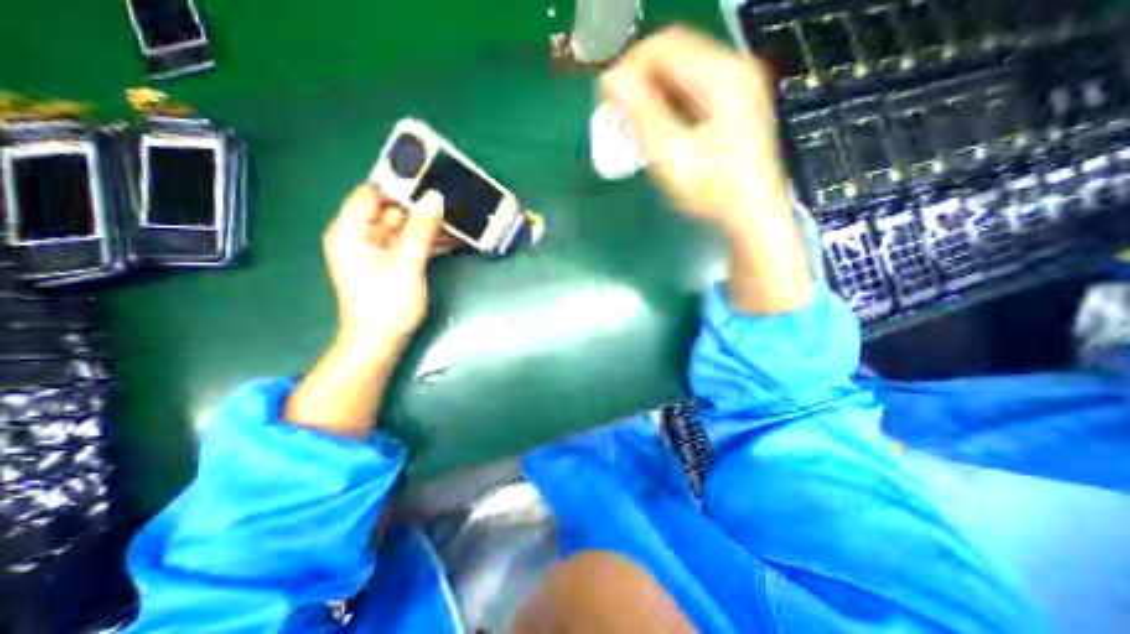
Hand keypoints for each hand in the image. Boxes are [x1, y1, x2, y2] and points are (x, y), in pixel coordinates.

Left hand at [320, 183, 443, 356]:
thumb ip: (420, 230)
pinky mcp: (392, 262)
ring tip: (458, 216)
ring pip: (405, 226)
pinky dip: (429, 240)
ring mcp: (377, 250)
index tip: (431, 179)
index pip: (372, 194)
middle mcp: (361, 236)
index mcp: (351, 231)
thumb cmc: (387, 305)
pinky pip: (411, 242)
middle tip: (452, 197)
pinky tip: (452, 237)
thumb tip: (434, 198)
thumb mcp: (406, 265)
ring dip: (429, 223)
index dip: (398, 185)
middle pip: (391, 209)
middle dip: (420, 205)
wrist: (381, 342)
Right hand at [598, 27, 811, 313]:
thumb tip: (610, 79)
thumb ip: (641, 113)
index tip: (608, 99)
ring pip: (680, 74)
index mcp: (721, 75)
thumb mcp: (671, 155)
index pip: (664, 46)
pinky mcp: (733, 105)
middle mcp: (733, 70)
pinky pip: (690, 91)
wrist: (751, 215)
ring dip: (651, 95)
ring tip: (633, 126)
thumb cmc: (712, 191)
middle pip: (673, 56)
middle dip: (639, 82)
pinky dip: (667, 105)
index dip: (629, 67)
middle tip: (618, 115)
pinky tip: (656, 129)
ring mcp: (736, 87)